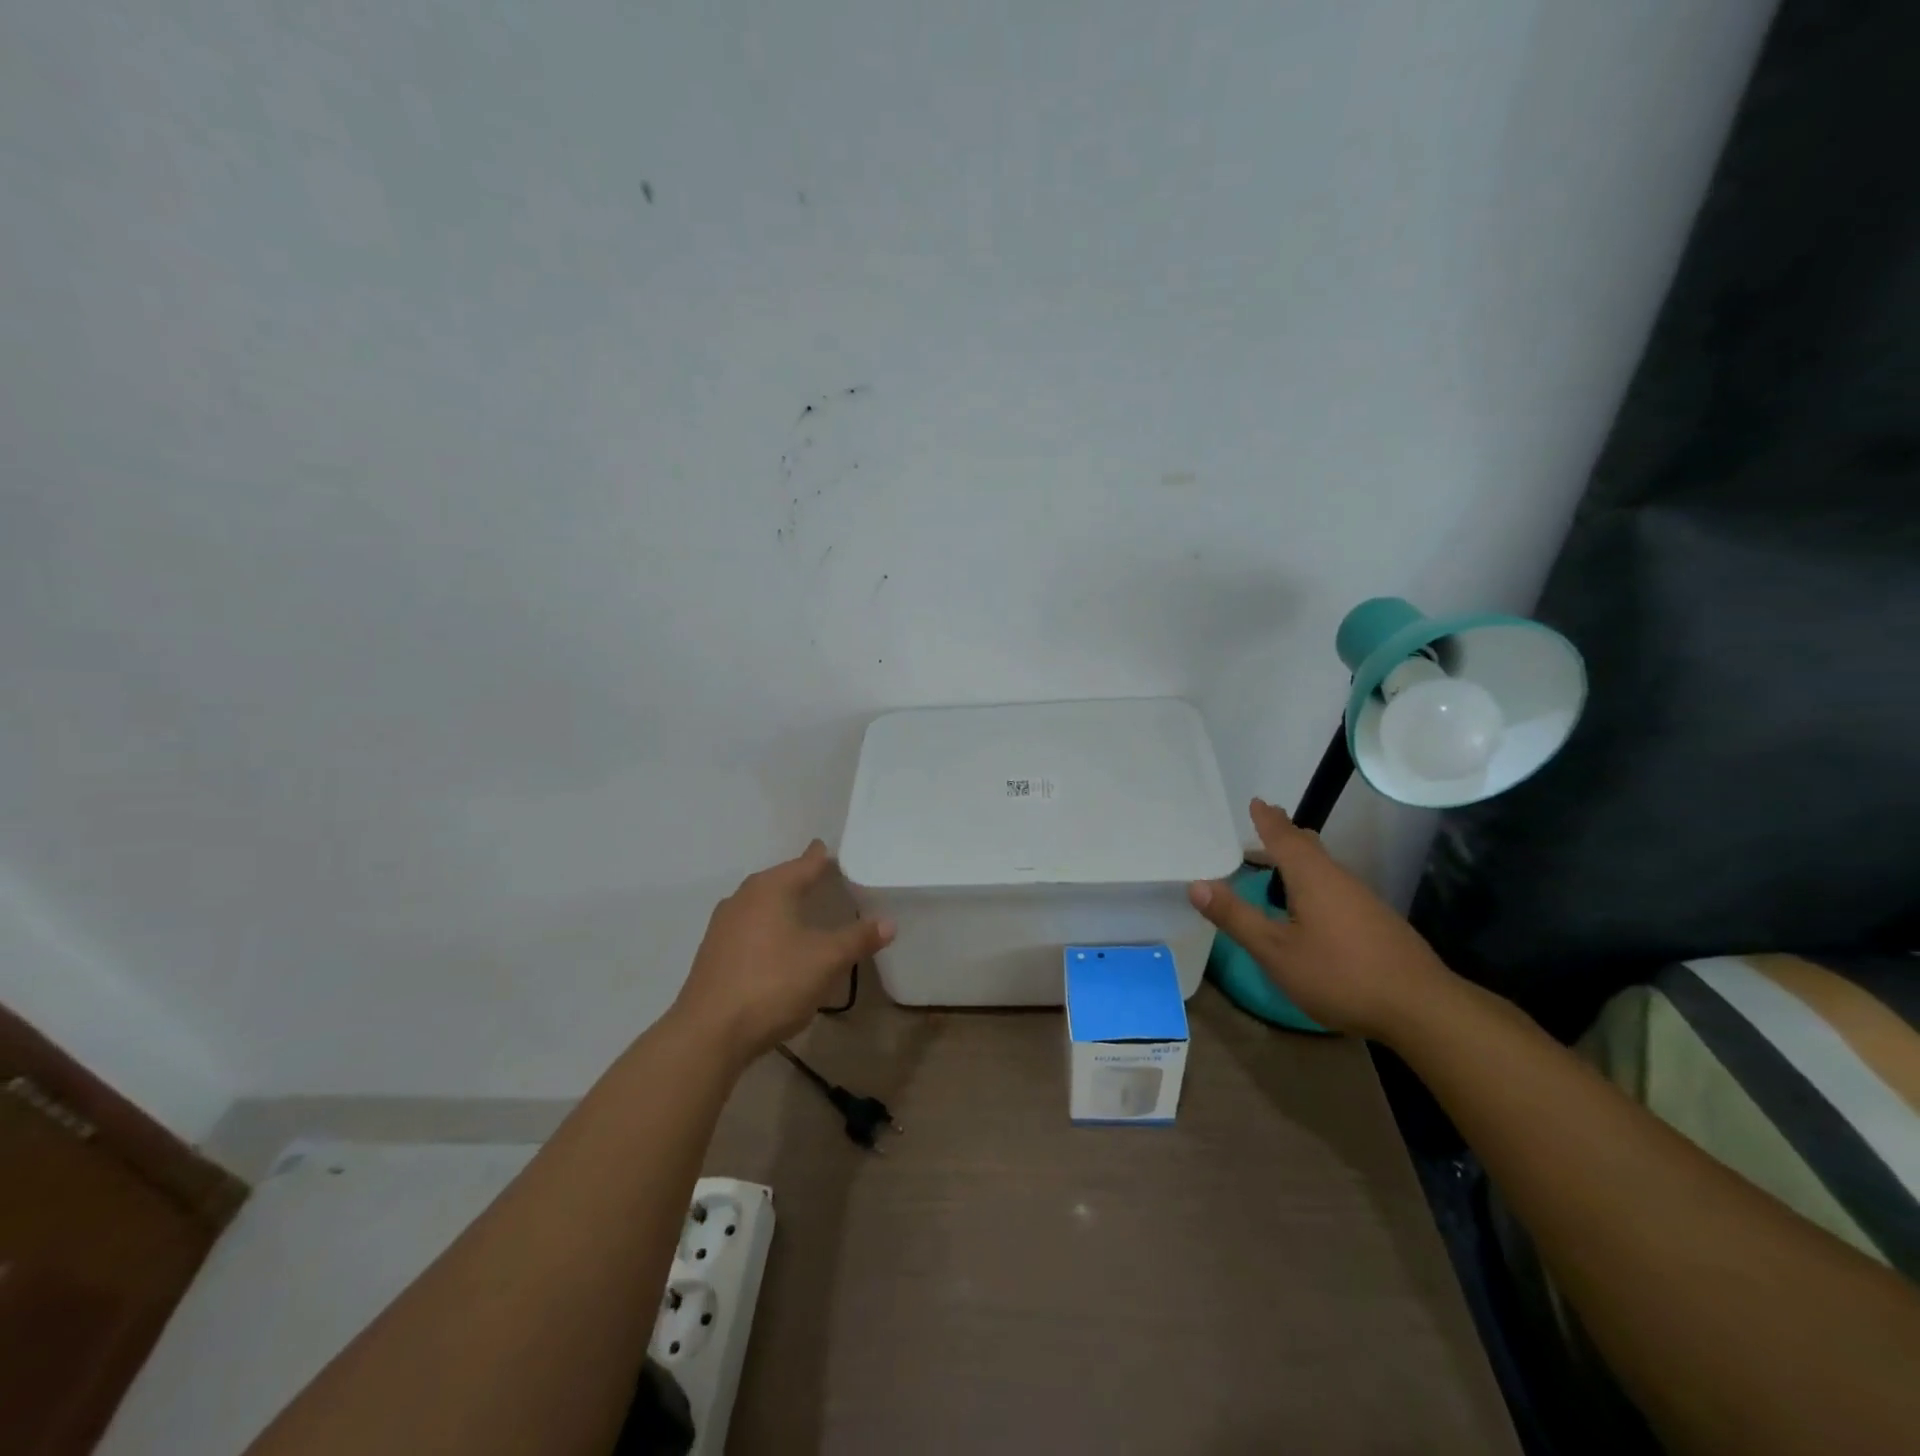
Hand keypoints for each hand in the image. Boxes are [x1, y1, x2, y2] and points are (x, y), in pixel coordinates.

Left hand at [671, 841, 894, 1062]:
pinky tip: (781, 945)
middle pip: (782, 879)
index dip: (825, 857)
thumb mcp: (826, 960)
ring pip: (763, 903)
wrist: (709, 1033)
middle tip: (831, 880)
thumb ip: (858, 938)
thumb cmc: (773, 983)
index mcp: (771, 888)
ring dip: (785, 904)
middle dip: (804, 879)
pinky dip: (770, 927)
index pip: (806, 862)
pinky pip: (751, 927)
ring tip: (809, 911)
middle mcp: (744, 897)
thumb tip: (889, 923)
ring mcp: (724, 924)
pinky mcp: (714, 951)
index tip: (839, 852)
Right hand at [1187, 798, 1455, 1039]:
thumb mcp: (1276, 951)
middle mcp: (1340, 880)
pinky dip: (1316, 881)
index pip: (1285, 838)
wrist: (1422, 1009)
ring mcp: (1364, 901)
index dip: (1268, 820)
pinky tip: (1314, 906)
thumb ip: (1236, 918)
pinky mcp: (1378, 923)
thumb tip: (1197, 884)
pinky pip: (1338, 887)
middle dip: (1286, 833)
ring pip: (1326, 868)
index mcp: (1313, 878)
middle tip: (1268, 821)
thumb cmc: (1340, 975)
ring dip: (1302, 858)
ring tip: (1284, 860)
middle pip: (1310, 847)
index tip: (1257, 802)